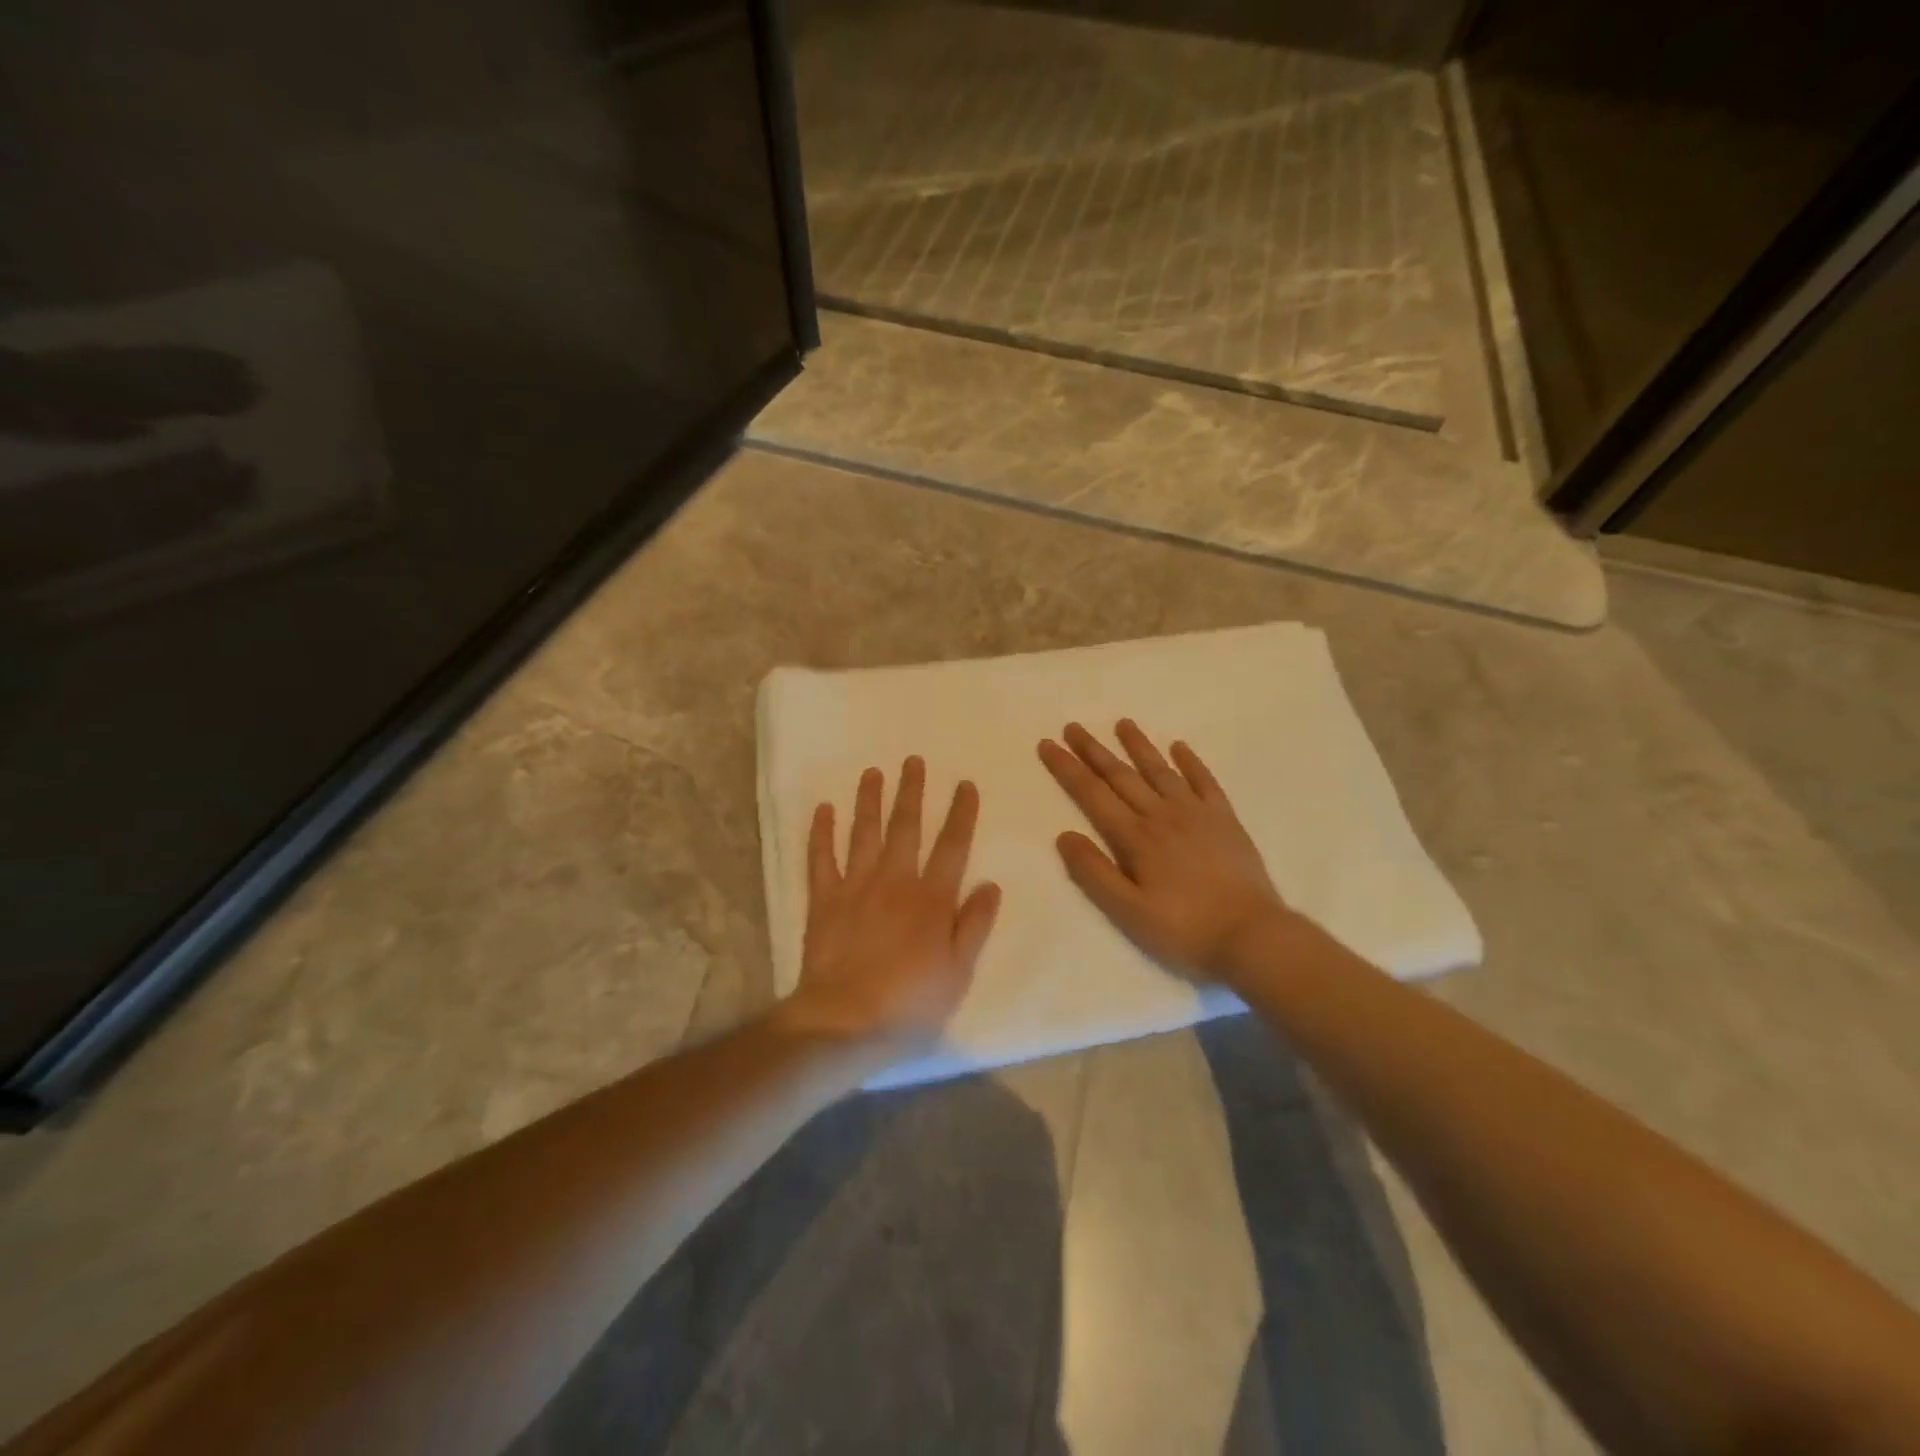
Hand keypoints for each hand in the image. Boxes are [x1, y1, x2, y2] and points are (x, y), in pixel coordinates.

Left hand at [780, 757, 1001, 1048]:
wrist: (846, 1022)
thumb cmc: (910, 1003)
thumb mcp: (958, 971)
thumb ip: (974, 925)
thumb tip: (990, 883)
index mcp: (932, 899)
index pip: (952, 846)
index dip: (961, 813)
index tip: (965, 784)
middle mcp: (895, 881)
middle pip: (906, 828)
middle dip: (911, 792)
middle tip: (913, 760)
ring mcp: (856, 887)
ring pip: (863, 833)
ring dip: (869, 800)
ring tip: (872, 772)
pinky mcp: (824, 900)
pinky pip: (821, 858)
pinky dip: (821, 832)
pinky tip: (823, 809)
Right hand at [1039, 719, 1293, 980]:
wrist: (1252, 936)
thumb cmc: (1184, 930)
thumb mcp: (1128, 912)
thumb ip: (1094, 872)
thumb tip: (1064, 835)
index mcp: (1135, 838)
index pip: (1092, 794)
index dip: (1068, 768)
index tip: (1048, 744)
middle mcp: (1162, 815)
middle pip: (1121, 775)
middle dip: (1094, 750)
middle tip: (1073, 726)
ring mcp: (1197, 814)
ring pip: (1160, 771)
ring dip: (1139, 746)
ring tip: (1123, 723)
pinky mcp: (1225, 820)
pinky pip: (1205, 781)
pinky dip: (1191, 762)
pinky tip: (1179, 747)